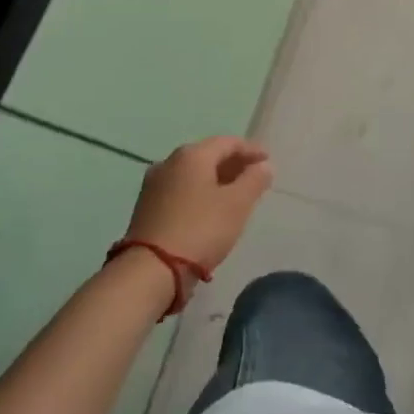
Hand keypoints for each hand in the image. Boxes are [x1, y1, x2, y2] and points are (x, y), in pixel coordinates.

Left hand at [125, 136, 271, 272]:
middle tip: (253, 177)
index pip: (228, 142)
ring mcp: (154, 185)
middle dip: (233, 164)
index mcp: (192, 155)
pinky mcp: (146, 208)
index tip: (268, 161)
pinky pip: (180, 191)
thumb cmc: (200, 230)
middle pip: (208, 156)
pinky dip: (199, 194)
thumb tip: (264, 166)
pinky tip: (210, 209)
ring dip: (216, 180)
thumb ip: (254, 180)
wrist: (150, 271)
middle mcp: (170, 162)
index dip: (251, 150)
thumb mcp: (237, 204)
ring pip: (193, 175)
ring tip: (234, 195)